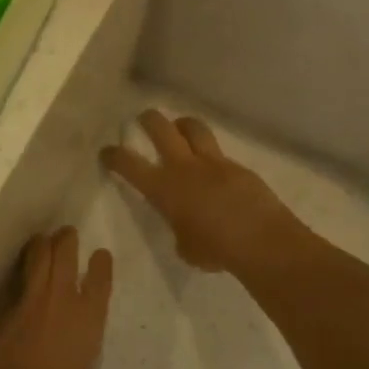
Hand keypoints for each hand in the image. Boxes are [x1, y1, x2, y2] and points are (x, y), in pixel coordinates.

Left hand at [0, 229, 113, 368]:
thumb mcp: (85, 366)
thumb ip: (83, 339)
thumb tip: (76, 328)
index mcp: (90, 318)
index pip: (100, 277)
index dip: (101, 263)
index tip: (100, 254)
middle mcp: (63, 298)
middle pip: (65, 252)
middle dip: (66, 239)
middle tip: (66, 233)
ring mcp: (33, 298)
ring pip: (38, 255)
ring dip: (42, 243)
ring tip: (43, 239)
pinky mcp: (8, 306)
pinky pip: (18, 277)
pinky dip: (22, 267)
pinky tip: (22, 266)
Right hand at [101, 111, 296, 273]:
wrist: (261, 241)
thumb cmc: (216, 250)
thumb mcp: (185, 247)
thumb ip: (179, 229)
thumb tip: (185, 225)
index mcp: (164, 188)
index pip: (130, 164)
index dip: (114, 156)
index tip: (107, 151)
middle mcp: (184, 167)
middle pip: (161, 128)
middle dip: (148, 119)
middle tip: (143, 118)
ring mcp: (213, 162)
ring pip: (193, 127)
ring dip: (182, 124)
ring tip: (179, 128)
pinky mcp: (238, 167)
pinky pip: (219, 153)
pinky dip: (211, 156)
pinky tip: (214, 171)